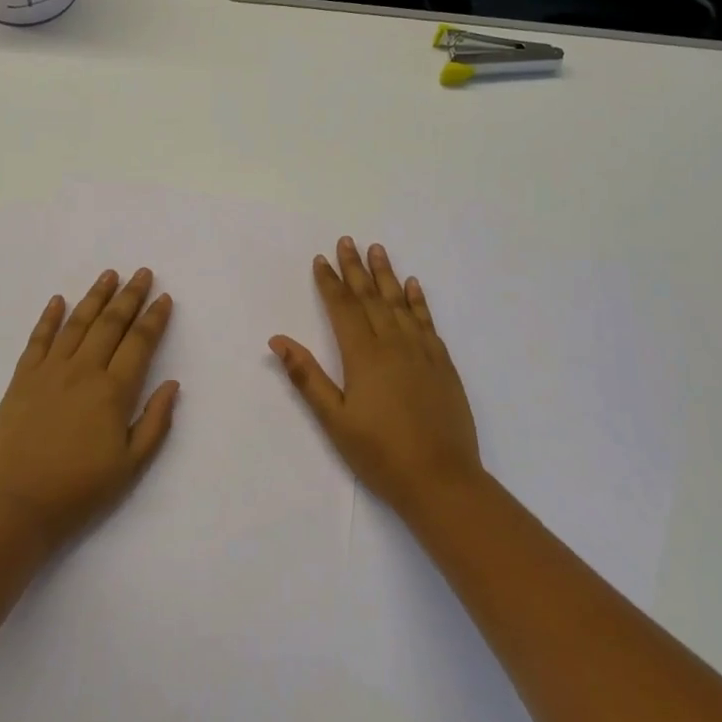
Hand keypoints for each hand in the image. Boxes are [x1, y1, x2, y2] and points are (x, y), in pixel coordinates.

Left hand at [0, 268, 178, 549]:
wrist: (16, 506)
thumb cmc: (79, 490)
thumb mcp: (131, 466)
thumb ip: (155, 422)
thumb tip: (172, 384)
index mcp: (113, 391)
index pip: (139, 343)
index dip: (154, 318)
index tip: (164, 297)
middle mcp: (83, 371)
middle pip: (110, 323)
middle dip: (129, 296)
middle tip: (142, 272)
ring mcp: (49, 371)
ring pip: (77, 323)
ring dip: (95, 296)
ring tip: (109, 275)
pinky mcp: (22, 379)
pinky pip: (38, 339)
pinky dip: (49, 317)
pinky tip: (58, 300)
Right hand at [270, 237, 483, 517]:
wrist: (442, 480)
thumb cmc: (380, 454)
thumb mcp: (335, 420)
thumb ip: (307, 377)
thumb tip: (278, 339)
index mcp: (363, 356)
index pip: (343, 308)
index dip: (330, 283)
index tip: (321, 259)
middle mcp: (393, 344)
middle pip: (370, 297)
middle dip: (355, 268)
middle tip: (346, 241)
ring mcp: (422, 352)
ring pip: (400, 303)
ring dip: (386, 275)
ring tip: (377, 249)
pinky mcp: (443, 364)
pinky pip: (427, 322)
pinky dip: (418, 301)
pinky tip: (413, 286)